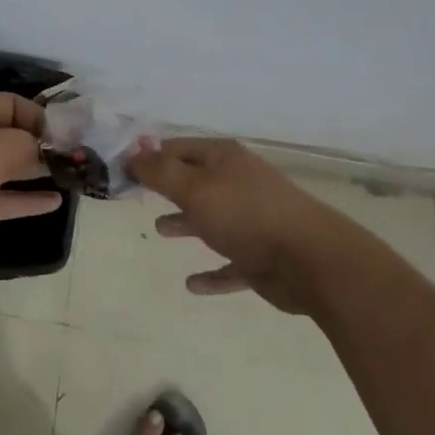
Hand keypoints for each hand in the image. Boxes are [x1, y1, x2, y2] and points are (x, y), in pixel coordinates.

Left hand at [0, 93, 61, 280]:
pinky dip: (25, 199)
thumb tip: (49, 149)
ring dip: (36, 171)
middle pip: (11, 134)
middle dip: (43, 144)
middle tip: (78, 158)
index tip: (71, 136)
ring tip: (72, 177)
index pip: (12, 104)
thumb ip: (29, 145)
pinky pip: (2, 197)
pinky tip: (55, 202)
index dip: (42, 116)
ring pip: (7, 167)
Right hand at [128, 137, 340, 315]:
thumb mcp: (194, 188)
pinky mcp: (262, 258)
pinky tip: (192, 285)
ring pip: (211, 219)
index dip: (149, 157)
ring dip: (186, 224)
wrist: (312, 260)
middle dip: (167, 187)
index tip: (122, 168)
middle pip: (195, 181)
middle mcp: (238, 184)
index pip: (178, 149)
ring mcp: (253, 221)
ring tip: (159, 230)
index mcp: (224, 159)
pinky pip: (229, 264)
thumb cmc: (246, 215)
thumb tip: (131, 154)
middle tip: (137, 195)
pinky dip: (212, 273)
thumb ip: (159, 172)